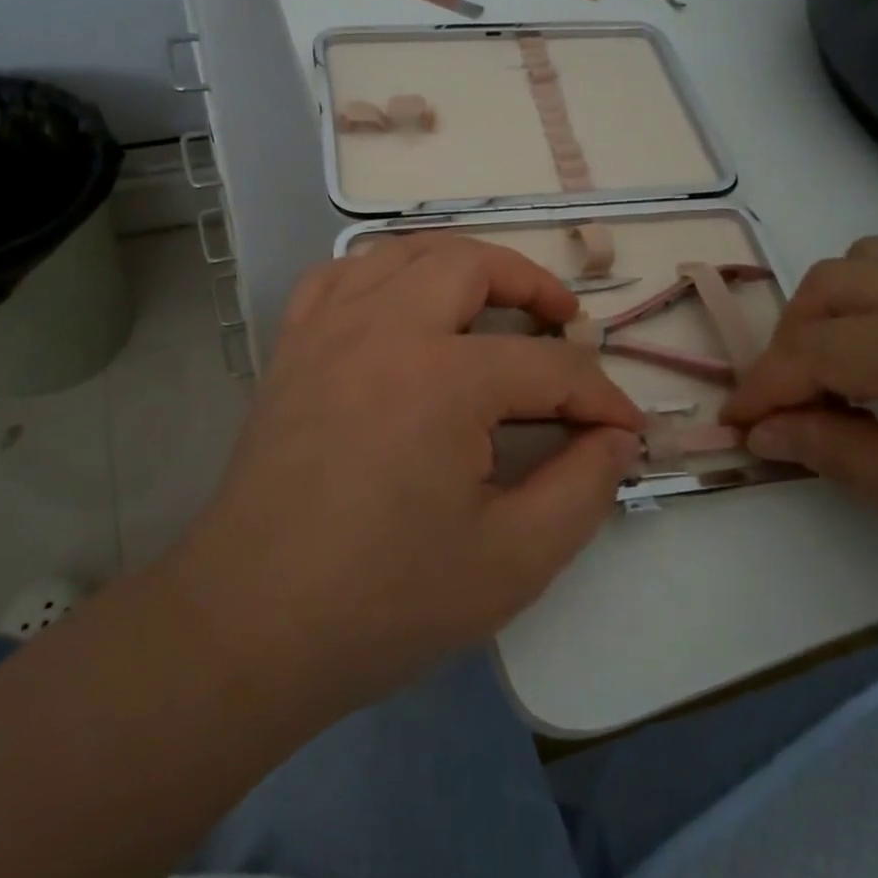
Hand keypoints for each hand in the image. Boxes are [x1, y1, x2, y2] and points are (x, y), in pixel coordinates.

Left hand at [169, 235, 644, 714]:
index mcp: (443, 379)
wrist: (251, 625)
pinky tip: (400, 307)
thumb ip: (583, 489)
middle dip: (534, 287)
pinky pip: (339, 276)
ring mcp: (328, 330)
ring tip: (492, 302)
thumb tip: (616, 437)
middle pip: (474, 265)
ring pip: (404, 253)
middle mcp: (383, 329)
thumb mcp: (513, 560)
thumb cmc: (385, 600)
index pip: (549, 369)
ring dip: (460, 265)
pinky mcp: (292, 348)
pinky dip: (383, 274)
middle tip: (565, 326)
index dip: (600, 398)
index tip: (626, 428)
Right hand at [722, 237, 877, 644]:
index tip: (737, 426)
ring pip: (873, 258)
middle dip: (788, 342)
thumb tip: (766, 430)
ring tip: (840, 376)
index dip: (764, 386)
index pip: (820, 347)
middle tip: (789, 406)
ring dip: (832, 311)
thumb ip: (845, 457)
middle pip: (834, 283)